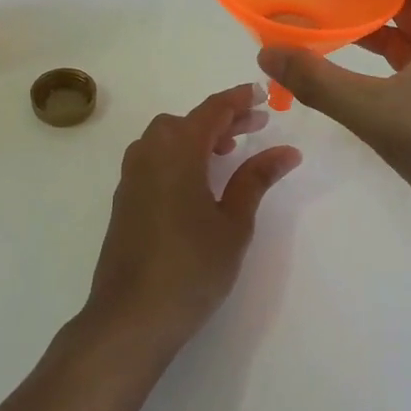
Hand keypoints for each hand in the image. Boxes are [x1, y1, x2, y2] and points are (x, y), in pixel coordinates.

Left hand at [81, 84, 300, 359]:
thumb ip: (256, 179)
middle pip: (188, 120)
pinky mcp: (124, 198)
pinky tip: (197, 180)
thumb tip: (286, 151)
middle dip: (222, 119)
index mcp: (177, 150)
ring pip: (167, 138)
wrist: (130, 317)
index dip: (238, 99)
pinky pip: (154, 158)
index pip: (212, 110)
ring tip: (228, 152)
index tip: (262, 94)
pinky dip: (179, 155)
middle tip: (255, 127)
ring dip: (198, 136)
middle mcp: (149, 153)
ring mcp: (131, 176)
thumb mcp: (233, 223)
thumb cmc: (191, 267)